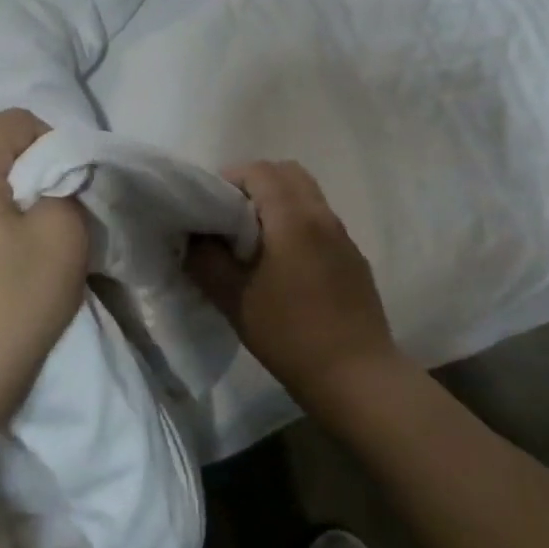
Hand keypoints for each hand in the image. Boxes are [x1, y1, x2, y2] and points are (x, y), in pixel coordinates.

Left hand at [0, 109, 88, 480]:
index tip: (72, 199)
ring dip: (1, 206)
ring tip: (18, 255)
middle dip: (29, 179)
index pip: (19, 122)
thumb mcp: (63, 239)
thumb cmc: (5, 308)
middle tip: (52, 228)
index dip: (57, 150)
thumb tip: (54, 180)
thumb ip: (67, 187)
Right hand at [187, 161, 402, 432]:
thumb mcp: (233, 299)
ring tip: (253, 243)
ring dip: (278, 204)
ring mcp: (343, 237)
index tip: (208, 206)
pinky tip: (284, 267)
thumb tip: (192, 237)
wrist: (356, 376)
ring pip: (307, 197)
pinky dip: (297, 225)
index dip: (229, 179)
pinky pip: (320, 223)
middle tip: (230, 217)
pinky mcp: (353, 260)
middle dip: (255, 184)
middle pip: (288, 173)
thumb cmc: (289, 334)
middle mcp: (323, 216)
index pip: (260, 171)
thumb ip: (205, 260)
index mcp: (293, 218)